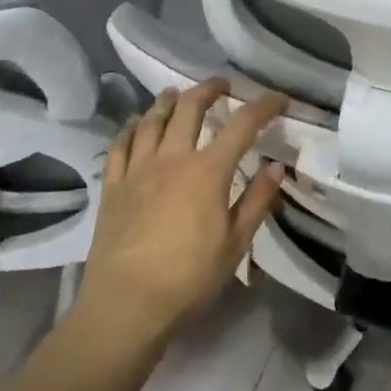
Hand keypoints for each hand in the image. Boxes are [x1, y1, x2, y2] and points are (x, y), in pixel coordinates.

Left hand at [77, 79, 287, 347]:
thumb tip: (277, 167)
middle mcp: (172, 158)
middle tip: (222, 84)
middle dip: (209, 89)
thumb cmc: (188, 278)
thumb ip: (257, 201)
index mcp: (208, 171)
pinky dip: (130, 128)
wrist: (126, 305)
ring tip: (176, 93)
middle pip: (190, 108)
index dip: (262, 107)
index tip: (277, 99)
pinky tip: (135, 124)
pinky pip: (119, 145)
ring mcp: (137, 169)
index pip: (242, 126)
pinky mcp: (112, 186)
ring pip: (152, 120)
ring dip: (167, 101)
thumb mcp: (235, 244)